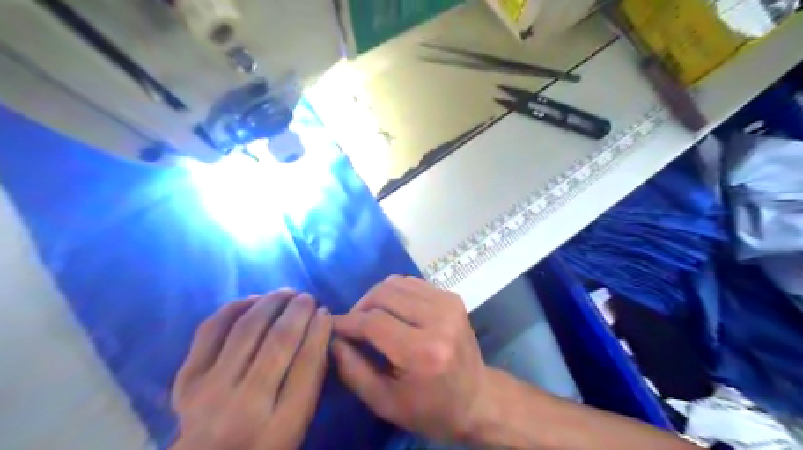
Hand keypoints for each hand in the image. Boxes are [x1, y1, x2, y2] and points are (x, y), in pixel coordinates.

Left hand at [169, 290, 332, 448]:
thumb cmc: (263, 445)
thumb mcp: (298, 424)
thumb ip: (312, 379)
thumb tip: (320, 326)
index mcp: (281, 427)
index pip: (307, 365)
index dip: (319, 331)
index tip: (325, 312)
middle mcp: (244, 407)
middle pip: (278, 343)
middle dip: (298, 311)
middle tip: (308, 297)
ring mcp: (210, 392)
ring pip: (247, 330)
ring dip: (271, 303)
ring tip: (286, 293)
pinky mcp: (186, 380)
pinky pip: (211, 330)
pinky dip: (234, 308)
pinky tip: (253, 300)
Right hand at [327, 275, 489, 441]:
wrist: (477, 398)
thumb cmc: (430, 409)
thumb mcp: (384, 402)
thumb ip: (352, 370)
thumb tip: (332, 337)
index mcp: (422, 352)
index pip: (372, 322)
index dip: (347, 322)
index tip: (332, 326)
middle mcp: (438, 320)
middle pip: (383, 294)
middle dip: (360, 307)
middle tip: (353, 326)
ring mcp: (448, 304)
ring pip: (396, 283)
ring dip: (377, 298)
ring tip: (372, 318)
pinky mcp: (452, 297)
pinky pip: (412, 283)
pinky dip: (395, 293)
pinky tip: (393, 312)